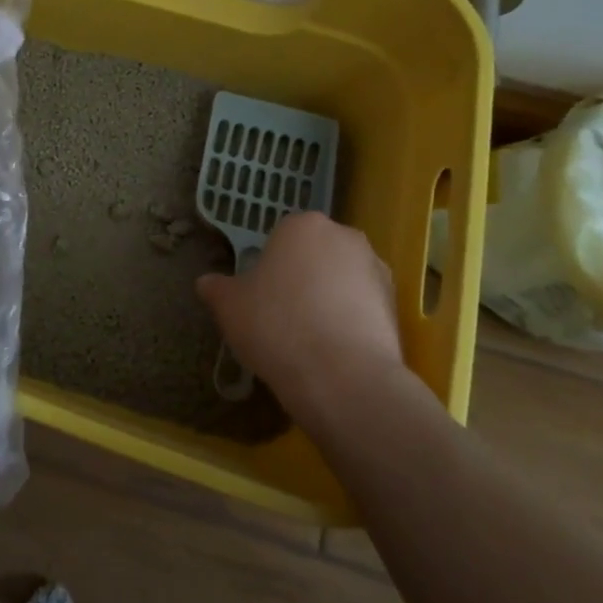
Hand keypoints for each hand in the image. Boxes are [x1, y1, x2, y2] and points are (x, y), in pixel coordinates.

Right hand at [196, 212, 429, 428]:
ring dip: (329, 298)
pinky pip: (363, 306)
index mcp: (302, 225)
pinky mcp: (397, 304)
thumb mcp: (229, 307)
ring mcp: (376, 269)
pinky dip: (351, 321)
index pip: (280, 237)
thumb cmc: (277, 326)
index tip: (261, 297)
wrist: (343, 377)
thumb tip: (206, 283)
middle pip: (315, 254)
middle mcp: (344, 236)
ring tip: (311, 339)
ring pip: (342, 279)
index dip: (269, 267)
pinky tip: (335, 351)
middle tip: (283, 316)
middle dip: (302, 277)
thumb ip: (217, 288)